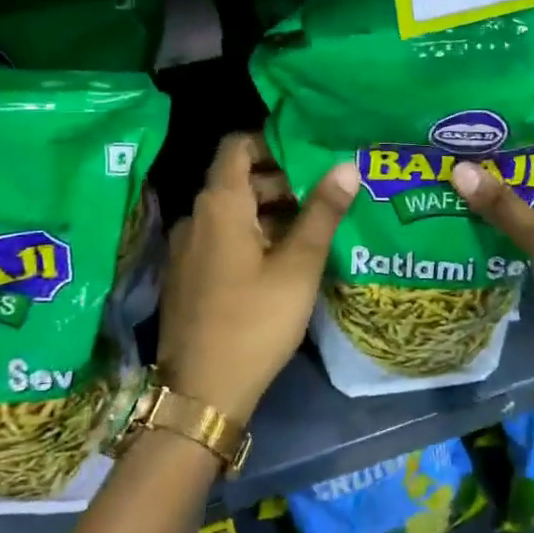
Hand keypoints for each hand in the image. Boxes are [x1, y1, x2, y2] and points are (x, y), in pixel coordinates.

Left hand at [155, 133, 358, 424]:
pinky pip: (220, 239)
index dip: (271, 140)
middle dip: (280, 181)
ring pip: (231, 212)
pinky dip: (250, 236)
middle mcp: (195, 217)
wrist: (202, 392)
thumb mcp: (299, 265)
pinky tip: (282, 261)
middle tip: (323, 196)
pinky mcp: (187, 276)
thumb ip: (323, 211)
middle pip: (237, 179)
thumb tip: (347, 164)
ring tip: (311, 229)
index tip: (308, 152)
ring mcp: (186, 249)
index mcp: (219, 204)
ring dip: (268, 211)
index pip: (237, 145)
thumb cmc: (255, 321)